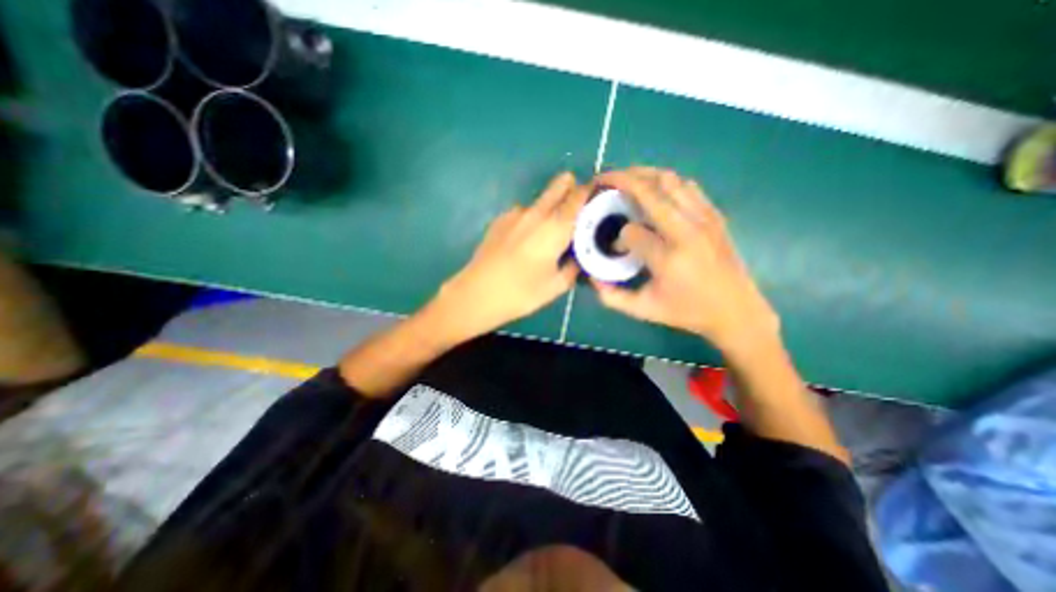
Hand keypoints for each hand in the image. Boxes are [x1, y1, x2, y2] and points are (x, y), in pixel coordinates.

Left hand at [431, 171, 588, 338]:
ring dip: (549, 208)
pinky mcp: (499, 220)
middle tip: (576, 206)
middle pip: (558, 185)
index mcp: (556, 227)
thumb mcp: (556, 286)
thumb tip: (577, 257)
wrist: (477, 293)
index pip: (578, 196)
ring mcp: (515, 214)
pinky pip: (523, 213)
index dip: (590, 190)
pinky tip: (524, 241)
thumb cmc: (521, 293)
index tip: (598, 194)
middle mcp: (536, 213)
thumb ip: (573, 267)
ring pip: (539, 201)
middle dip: (570, 187)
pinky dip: (530, 219)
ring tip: (547, 233)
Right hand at [591, 170, 776, 358]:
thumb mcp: (644, 311)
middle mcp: (687, 231)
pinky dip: (665, 181)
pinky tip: (654, 188)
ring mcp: (704, 219)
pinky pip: (687, 186)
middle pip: (649, 190)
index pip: (631, 232)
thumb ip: (612, 297)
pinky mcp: (714, 215)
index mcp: (668, 258)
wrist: (736, 311)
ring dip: (642, 174)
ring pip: (669, 180)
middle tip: (602, 180)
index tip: (614, 247)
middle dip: (620, 180)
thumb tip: (592, 277)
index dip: (617, 237)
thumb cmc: (687, 312)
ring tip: (624, 179)